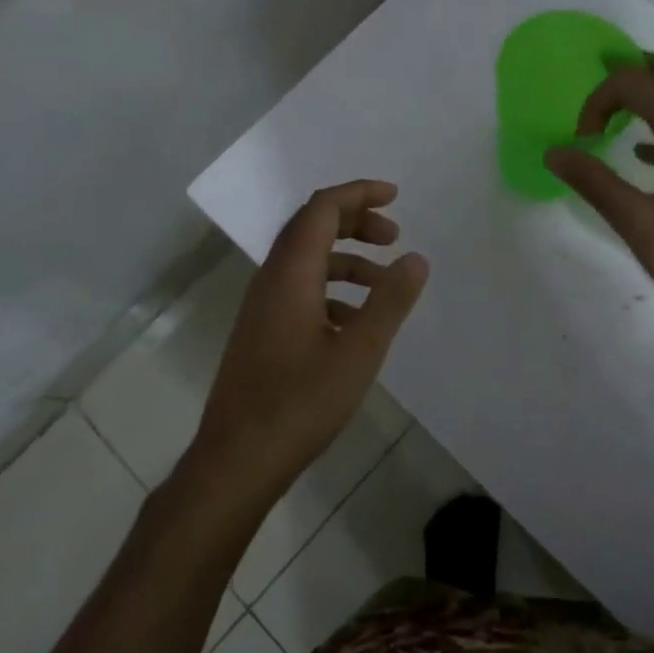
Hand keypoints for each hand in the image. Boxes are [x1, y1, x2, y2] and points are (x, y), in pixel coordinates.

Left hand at [189, 181, 428, 503]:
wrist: (237, 458)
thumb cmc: (300, 402)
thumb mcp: (358, 352)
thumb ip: (390, 301)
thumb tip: (416, 258)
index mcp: (290, 273)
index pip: (322, 208)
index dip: (358, 194)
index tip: (395, 196)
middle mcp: (271, 279)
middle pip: (312, 227)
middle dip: (355, 222)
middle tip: (394, 236)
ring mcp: (262, 306)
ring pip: (307, 261)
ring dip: (346, 259)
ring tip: (384, 281)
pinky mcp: (262, 331)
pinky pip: (299, 290)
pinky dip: (332, 289)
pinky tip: (355, 320)